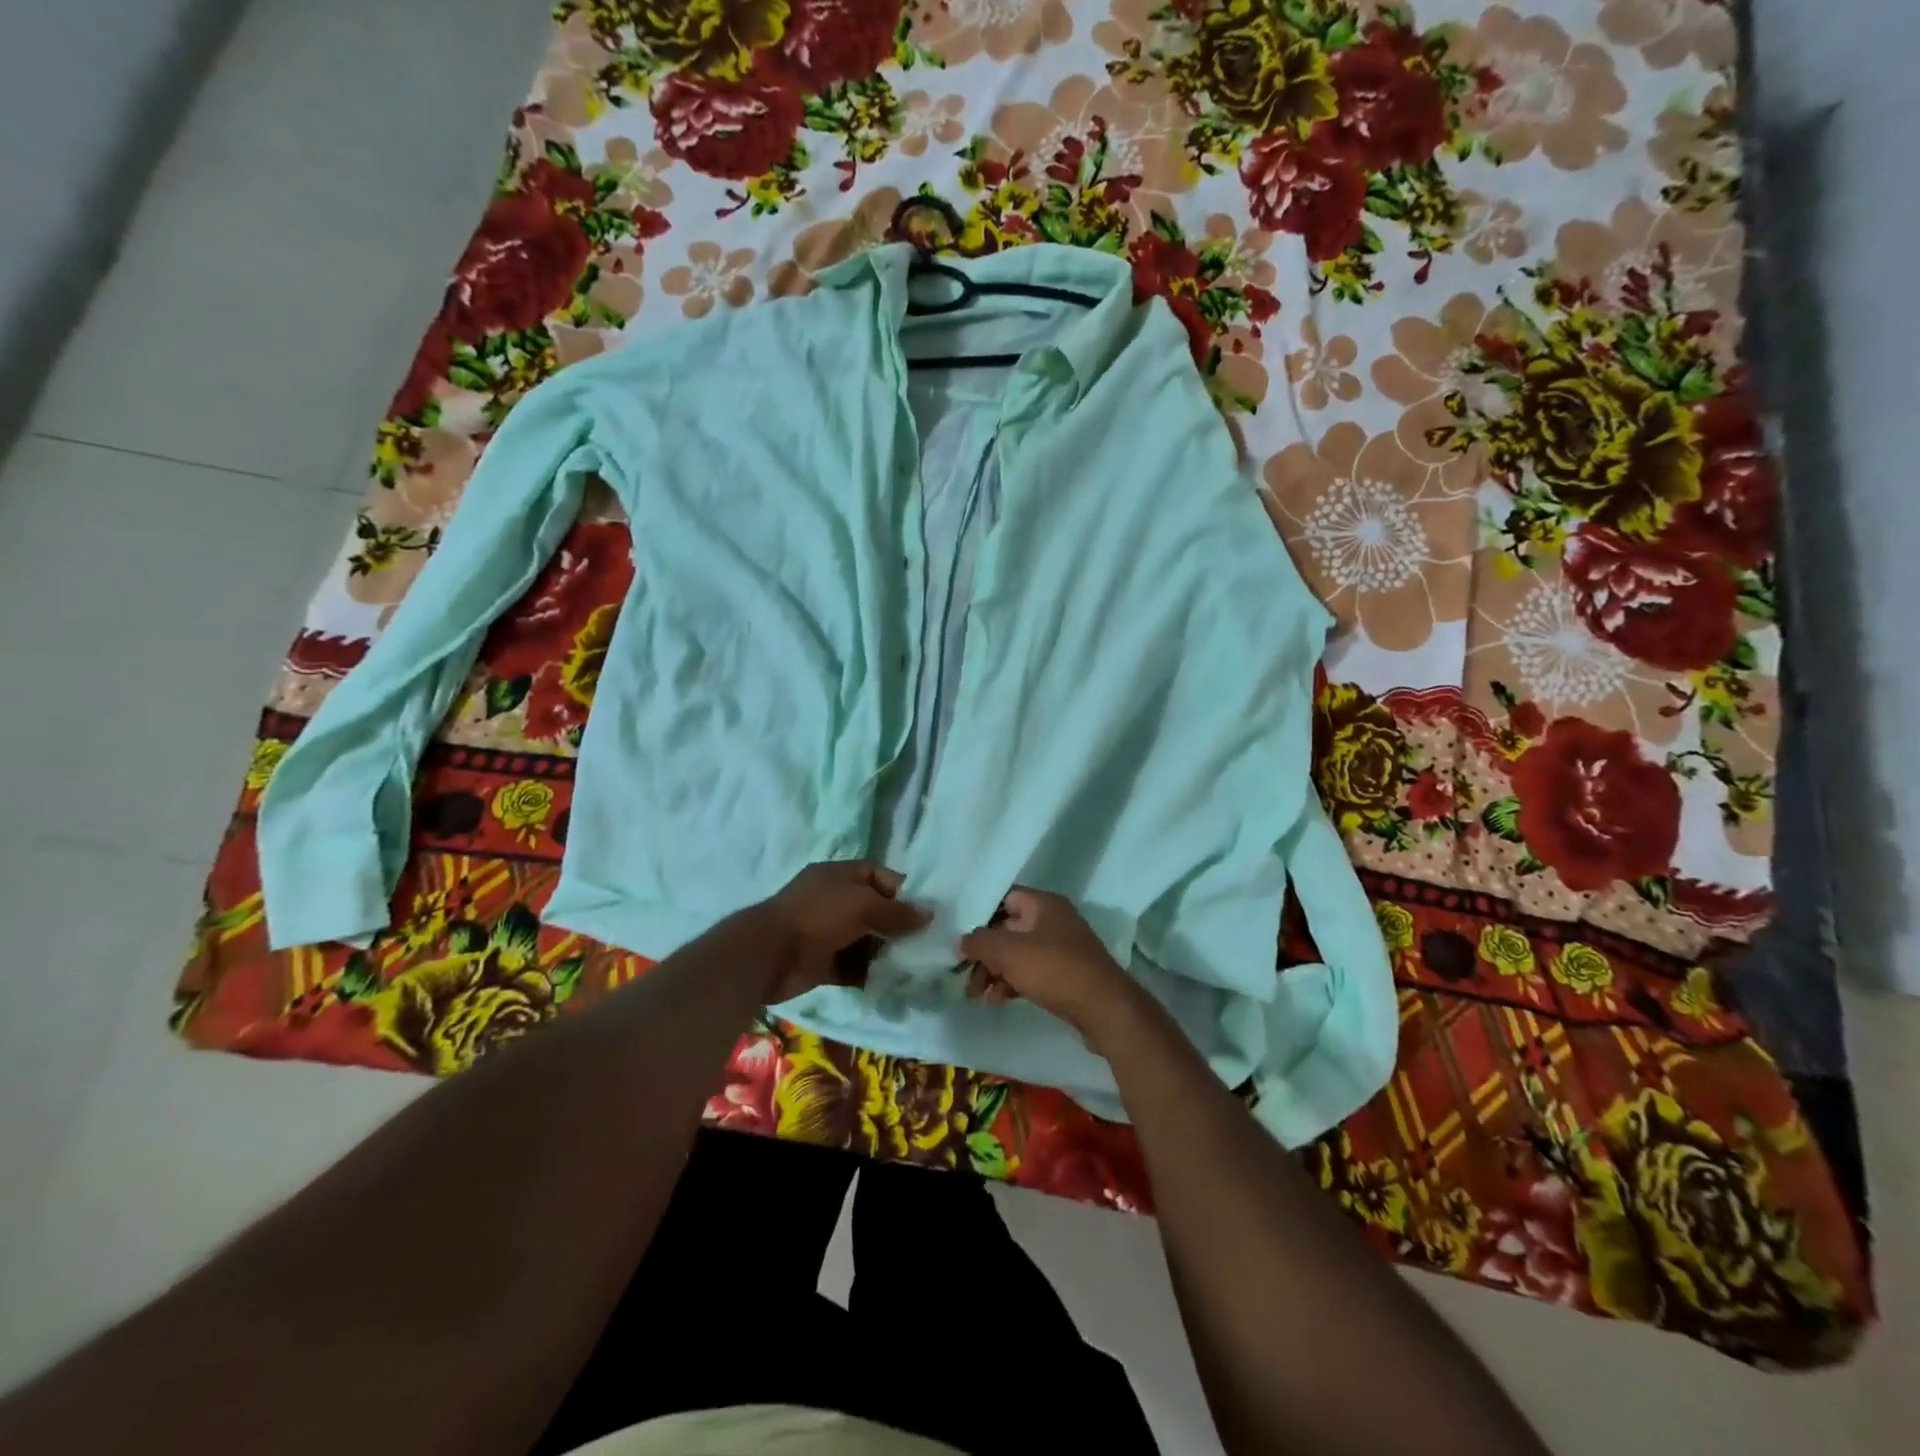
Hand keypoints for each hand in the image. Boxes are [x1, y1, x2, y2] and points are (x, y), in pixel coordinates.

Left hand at [748, 861, 930, 1002]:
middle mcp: (833, 901)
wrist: (769, 955)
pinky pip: (852, 966)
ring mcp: (826, 932)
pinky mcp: (821, 962)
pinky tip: (890, 982)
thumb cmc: (818, 917)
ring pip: (864, 940)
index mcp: (838, 876)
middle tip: (924, 942)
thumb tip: (930, 913)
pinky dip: (868, 974)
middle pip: (873, 910)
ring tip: (913, 965)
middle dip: (897, 925)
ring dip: (885, 952)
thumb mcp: (862, 905)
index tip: (923, 911)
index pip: (877, 875)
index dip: (901, 890)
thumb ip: (897, 912)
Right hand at [957, 888, 1150, 1052]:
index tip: (958, 935)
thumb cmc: (1055, 970)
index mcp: (1043, 904)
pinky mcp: (1064, 974)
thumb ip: (979, 942)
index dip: (980, 913)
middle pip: (1007, 929)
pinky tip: (998, 1000)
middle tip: (963, 975)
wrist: (1104, 1009)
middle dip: (983, 952)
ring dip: (994, 971)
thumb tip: (961, 941)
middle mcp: (1053, 920)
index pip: (1004, 898)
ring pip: (1017, 954)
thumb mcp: (1009, 952)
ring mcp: (1061, 948)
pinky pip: (1030, 972)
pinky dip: (1011, 983)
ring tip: (976, 995)